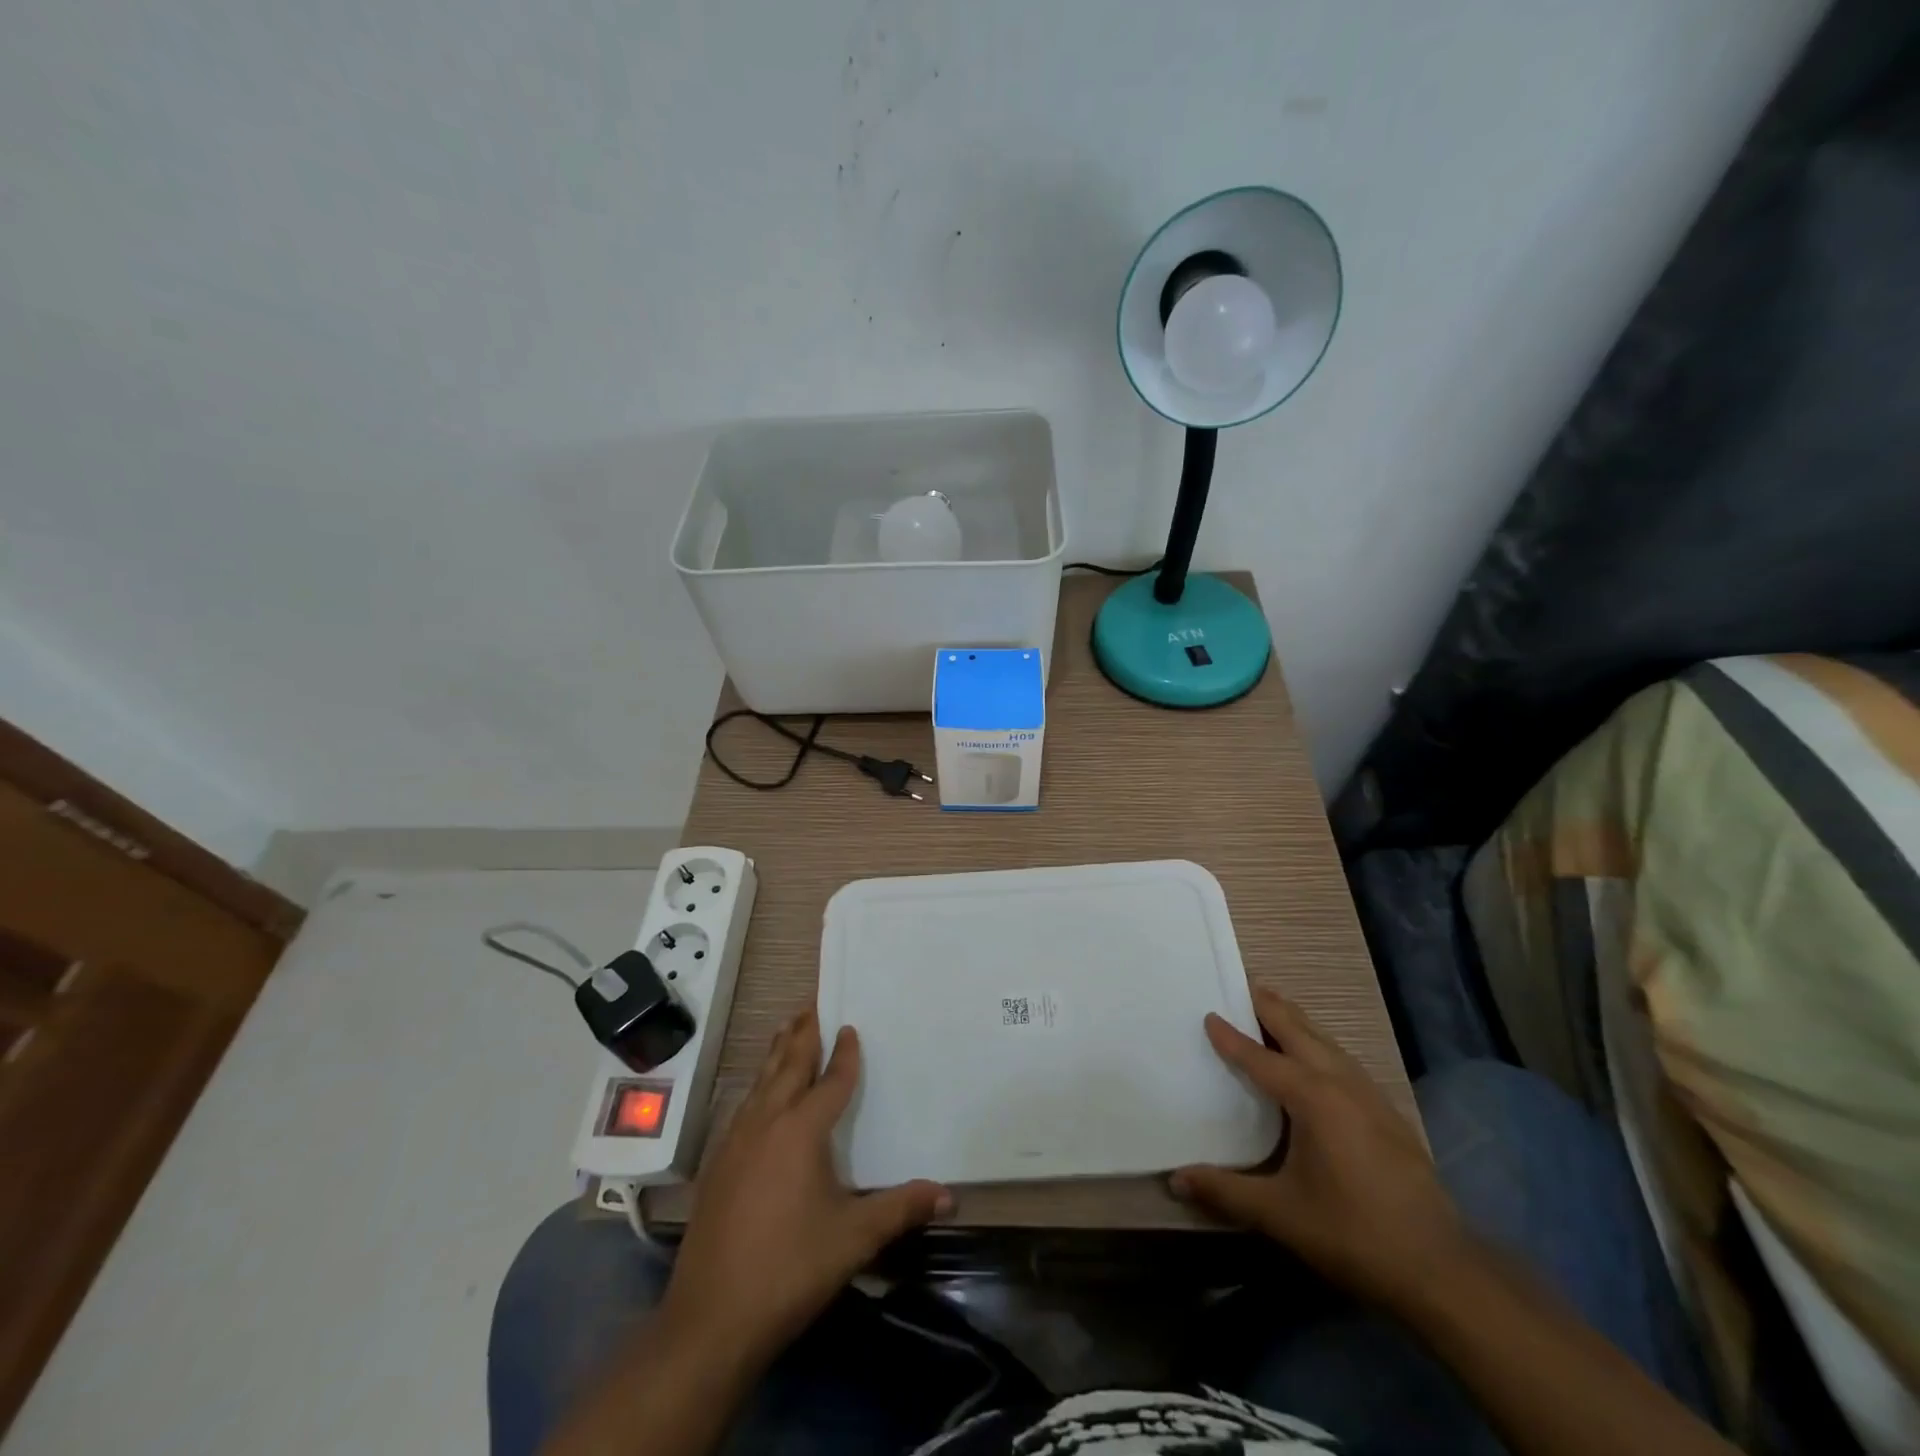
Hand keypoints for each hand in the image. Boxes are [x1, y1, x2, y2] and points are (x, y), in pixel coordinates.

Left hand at [660, 1010, 949, 1369]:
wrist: (710, 1319)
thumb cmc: (789, 1269)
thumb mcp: (854, 1238)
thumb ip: (900, 1209)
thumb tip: (949, 1195)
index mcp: (800, 1131)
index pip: (829, 1081)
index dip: (844, 1054)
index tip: (851, 1027)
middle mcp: (766, 1123)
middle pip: (786, 1066)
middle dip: (801, 1035)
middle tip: (810, 1005)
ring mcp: (735, 1142)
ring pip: (759, 1082)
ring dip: (776, 1054)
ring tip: (786, 1030)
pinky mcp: (717, 1165)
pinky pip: (743, 1106)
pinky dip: (757, 1086)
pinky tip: (757, 1095)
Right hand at [1172, 987, 1468, 1309]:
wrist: (1440, 1270)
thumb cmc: (1352, 1232)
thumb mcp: (1280, 1214)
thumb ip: (1225, 1191)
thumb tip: (1175, 1180)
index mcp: (1312, 1097)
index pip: (1261, 1058)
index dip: (1232, 1038)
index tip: (1209, 1015)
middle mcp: (1341, 1083)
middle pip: (1299, 1031)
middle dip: (1270, 1007)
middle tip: (1243, 983)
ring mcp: (1370, 1096)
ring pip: (1327, 1042)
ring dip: (1297, 1022)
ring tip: (1274, 1009)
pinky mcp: (1388, 1114)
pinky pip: (1344, 1061)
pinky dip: (1320, 1045)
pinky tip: (1316, 1059)